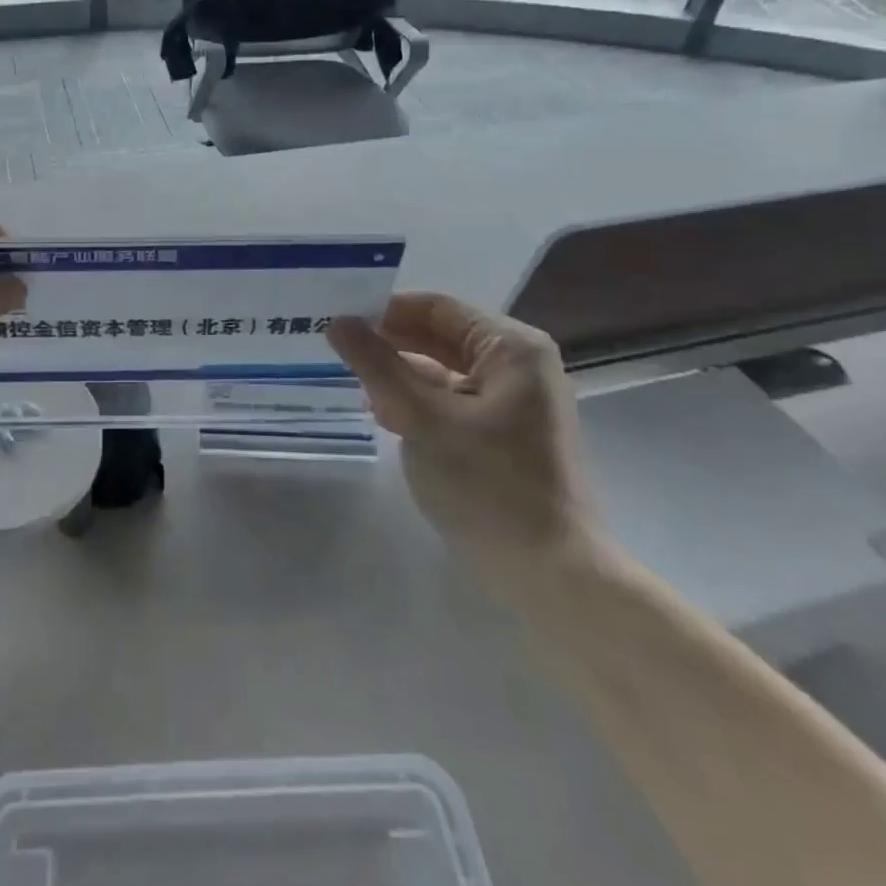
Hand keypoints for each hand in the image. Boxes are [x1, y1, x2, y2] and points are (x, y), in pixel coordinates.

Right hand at [327, 294, 597, 564]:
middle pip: (441, 337)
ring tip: (350, 381)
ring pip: (444, 371)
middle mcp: (519, 366)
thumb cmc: (488, 484)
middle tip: (334, 348)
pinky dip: (419, 402)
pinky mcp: (506, 435)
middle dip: (390, 343)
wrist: (550, 577)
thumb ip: (377, 365)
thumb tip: (337, 322)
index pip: (437, 308)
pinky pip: (453, 401)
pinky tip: (383, 414)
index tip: (337, 318)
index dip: (385, 310)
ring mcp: (516, 402)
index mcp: (512, 348)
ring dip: (400, 375)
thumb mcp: (421, 417)